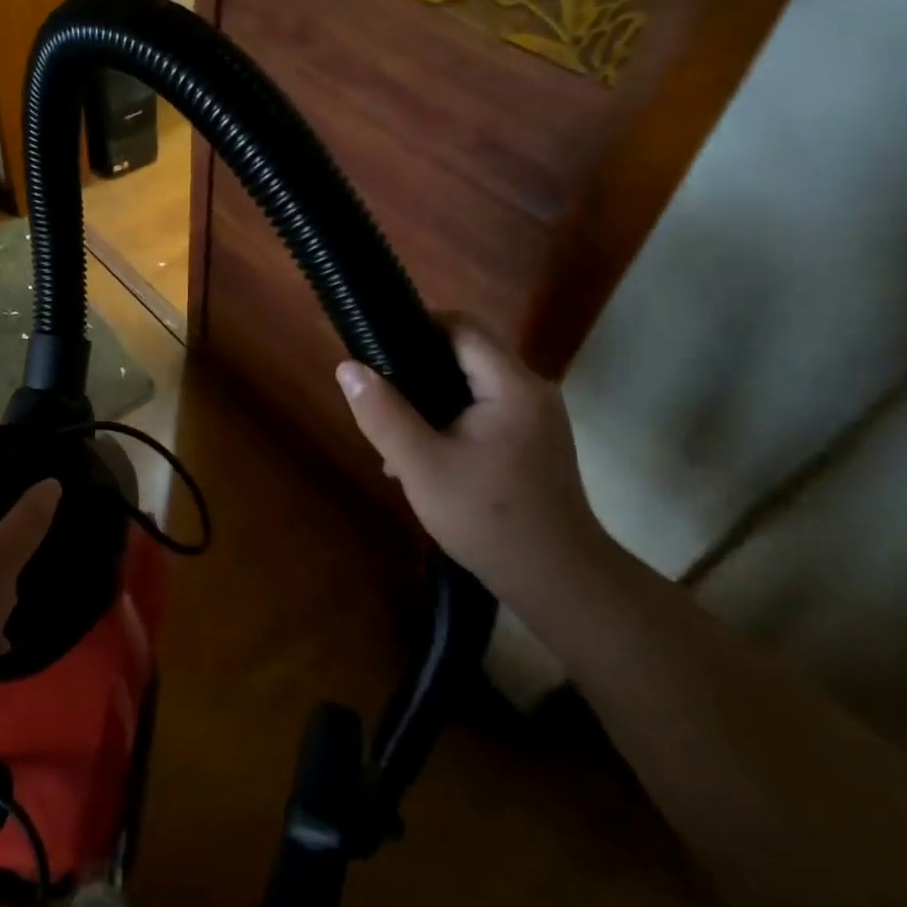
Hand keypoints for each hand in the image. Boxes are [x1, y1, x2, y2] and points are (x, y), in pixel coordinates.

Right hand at [335, 321, 608, 587]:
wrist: (557, 581)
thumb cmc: (488, 518)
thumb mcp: (421, 466)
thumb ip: (383, 413)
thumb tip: (348, 368)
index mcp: (511, 386)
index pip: (463, 327)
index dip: (418, 326)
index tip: (378, 347)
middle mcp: (532, 391)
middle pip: (468, 354)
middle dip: (419, 368)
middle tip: (381, 396)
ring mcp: (537, 418)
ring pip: (474, 386)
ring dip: (433, 399)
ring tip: (396, 433)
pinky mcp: (535, 443)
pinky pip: (487, 412)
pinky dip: (454, 420)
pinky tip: (427, 457)